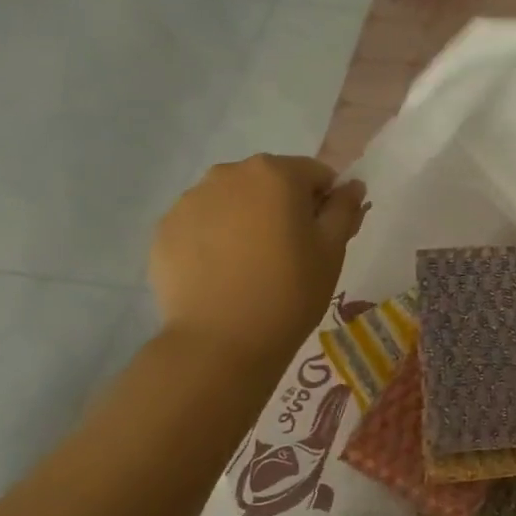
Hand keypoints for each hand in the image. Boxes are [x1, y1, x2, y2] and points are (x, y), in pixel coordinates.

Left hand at [151, 155, 366, 359]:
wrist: (221, 342)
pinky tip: (223, 274)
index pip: (314, 174)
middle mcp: (228, 174)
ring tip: (251, 266)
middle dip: (282, 207)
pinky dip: (214, 240)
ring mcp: (189, 200)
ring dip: (246, 220)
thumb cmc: (291, 291)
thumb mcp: (332, 250)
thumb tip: (351, 185)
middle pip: (269, 182)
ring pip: (232, 201)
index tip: (323, 238)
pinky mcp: (164, 230)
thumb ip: (344, 209)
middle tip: (289, 254)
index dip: (325, 203)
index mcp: (276, 174)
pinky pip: (201, 224)